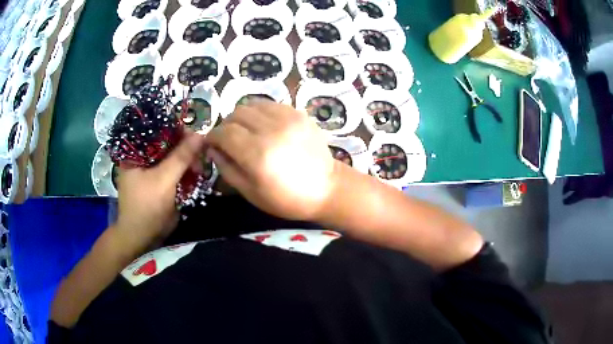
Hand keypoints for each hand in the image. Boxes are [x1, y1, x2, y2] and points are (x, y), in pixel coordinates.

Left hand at [114, 132, 206, 251]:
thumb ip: (181, 157)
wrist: (142, 237)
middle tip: (201, 157)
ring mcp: (151, 167)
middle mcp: (142, 155)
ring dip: (188, 160)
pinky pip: (174, 168)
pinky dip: (185, 170)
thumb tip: (201, 134)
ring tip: (199, 169)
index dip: (178, 130)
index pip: (158, 129)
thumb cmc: (146, 207)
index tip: (197, 137)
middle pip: (167, 142)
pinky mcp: (158, 179)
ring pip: (173, 155)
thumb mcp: (164, 180)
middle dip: (186, 148)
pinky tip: (195, 173)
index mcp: (136, 150)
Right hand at [205, 100, 339, 220]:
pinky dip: (260, 113)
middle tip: (229, 139)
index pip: (224, 132)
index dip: (213, 136)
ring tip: (246, 132)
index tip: (212, 143)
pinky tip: (264, 127)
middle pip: (236, 114)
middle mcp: (271, 130)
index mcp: (257, 154)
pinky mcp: (299, 114)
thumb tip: (212, 148)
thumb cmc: (286, 199)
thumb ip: (226, 167)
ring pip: (252, 105)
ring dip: (242, 117)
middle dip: (226, 126)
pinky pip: (270, 105)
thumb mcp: (250, 192)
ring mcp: (288, 118)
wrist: (326, 189)